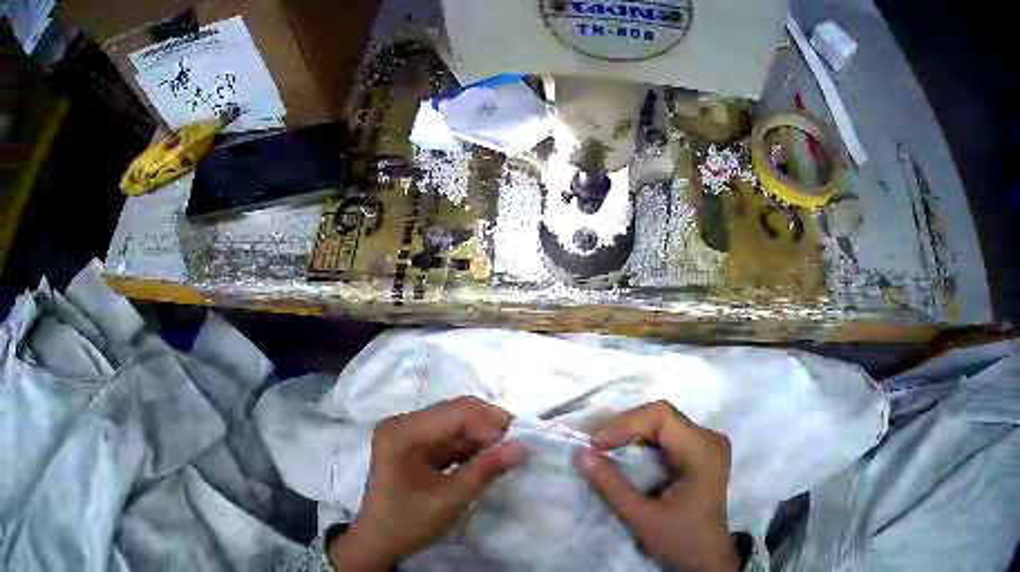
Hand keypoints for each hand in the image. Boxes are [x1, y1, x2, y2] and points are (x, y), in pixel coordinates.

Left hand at [329, 397, 526, 570]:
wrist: (379, 541)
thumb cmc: (409, 522)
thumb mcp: (450, 498)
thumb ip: (486, 469)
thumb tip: (525, 446)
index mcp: (403, 432)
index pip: (456, 412)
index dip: (491, 424)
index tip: (520, 444)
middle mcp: (403, 423)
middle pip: (455, 413)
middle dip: (489, 427)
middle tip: (519, 446)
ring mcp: (407, 433)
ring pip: (455, 424)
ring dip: (482, 437)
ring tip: (509, 453)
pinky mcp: (413, 445)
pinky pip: (448, 437)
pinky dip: (470, 447)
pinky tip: (489, 459)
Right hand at [575, 402, 736, 571]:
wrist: (705, 557)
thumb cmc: (679, 539)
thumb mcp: (642, 517)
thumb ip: (611, 486)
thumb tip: (581, 453)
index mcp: (703, 450)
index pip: (662, 416)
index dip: (624, 423)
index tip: (595, 444)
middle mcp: (709, 438)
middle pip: (661, 416)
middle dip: (623, 426)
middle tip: (592, 444)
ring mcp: (706, 443)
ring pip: (661, 422)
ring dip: (629, 431)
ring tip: (600, 446)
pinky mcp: (699, 452)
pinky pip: (665, 434)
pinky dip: (639, 441)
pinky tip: (621, 452)